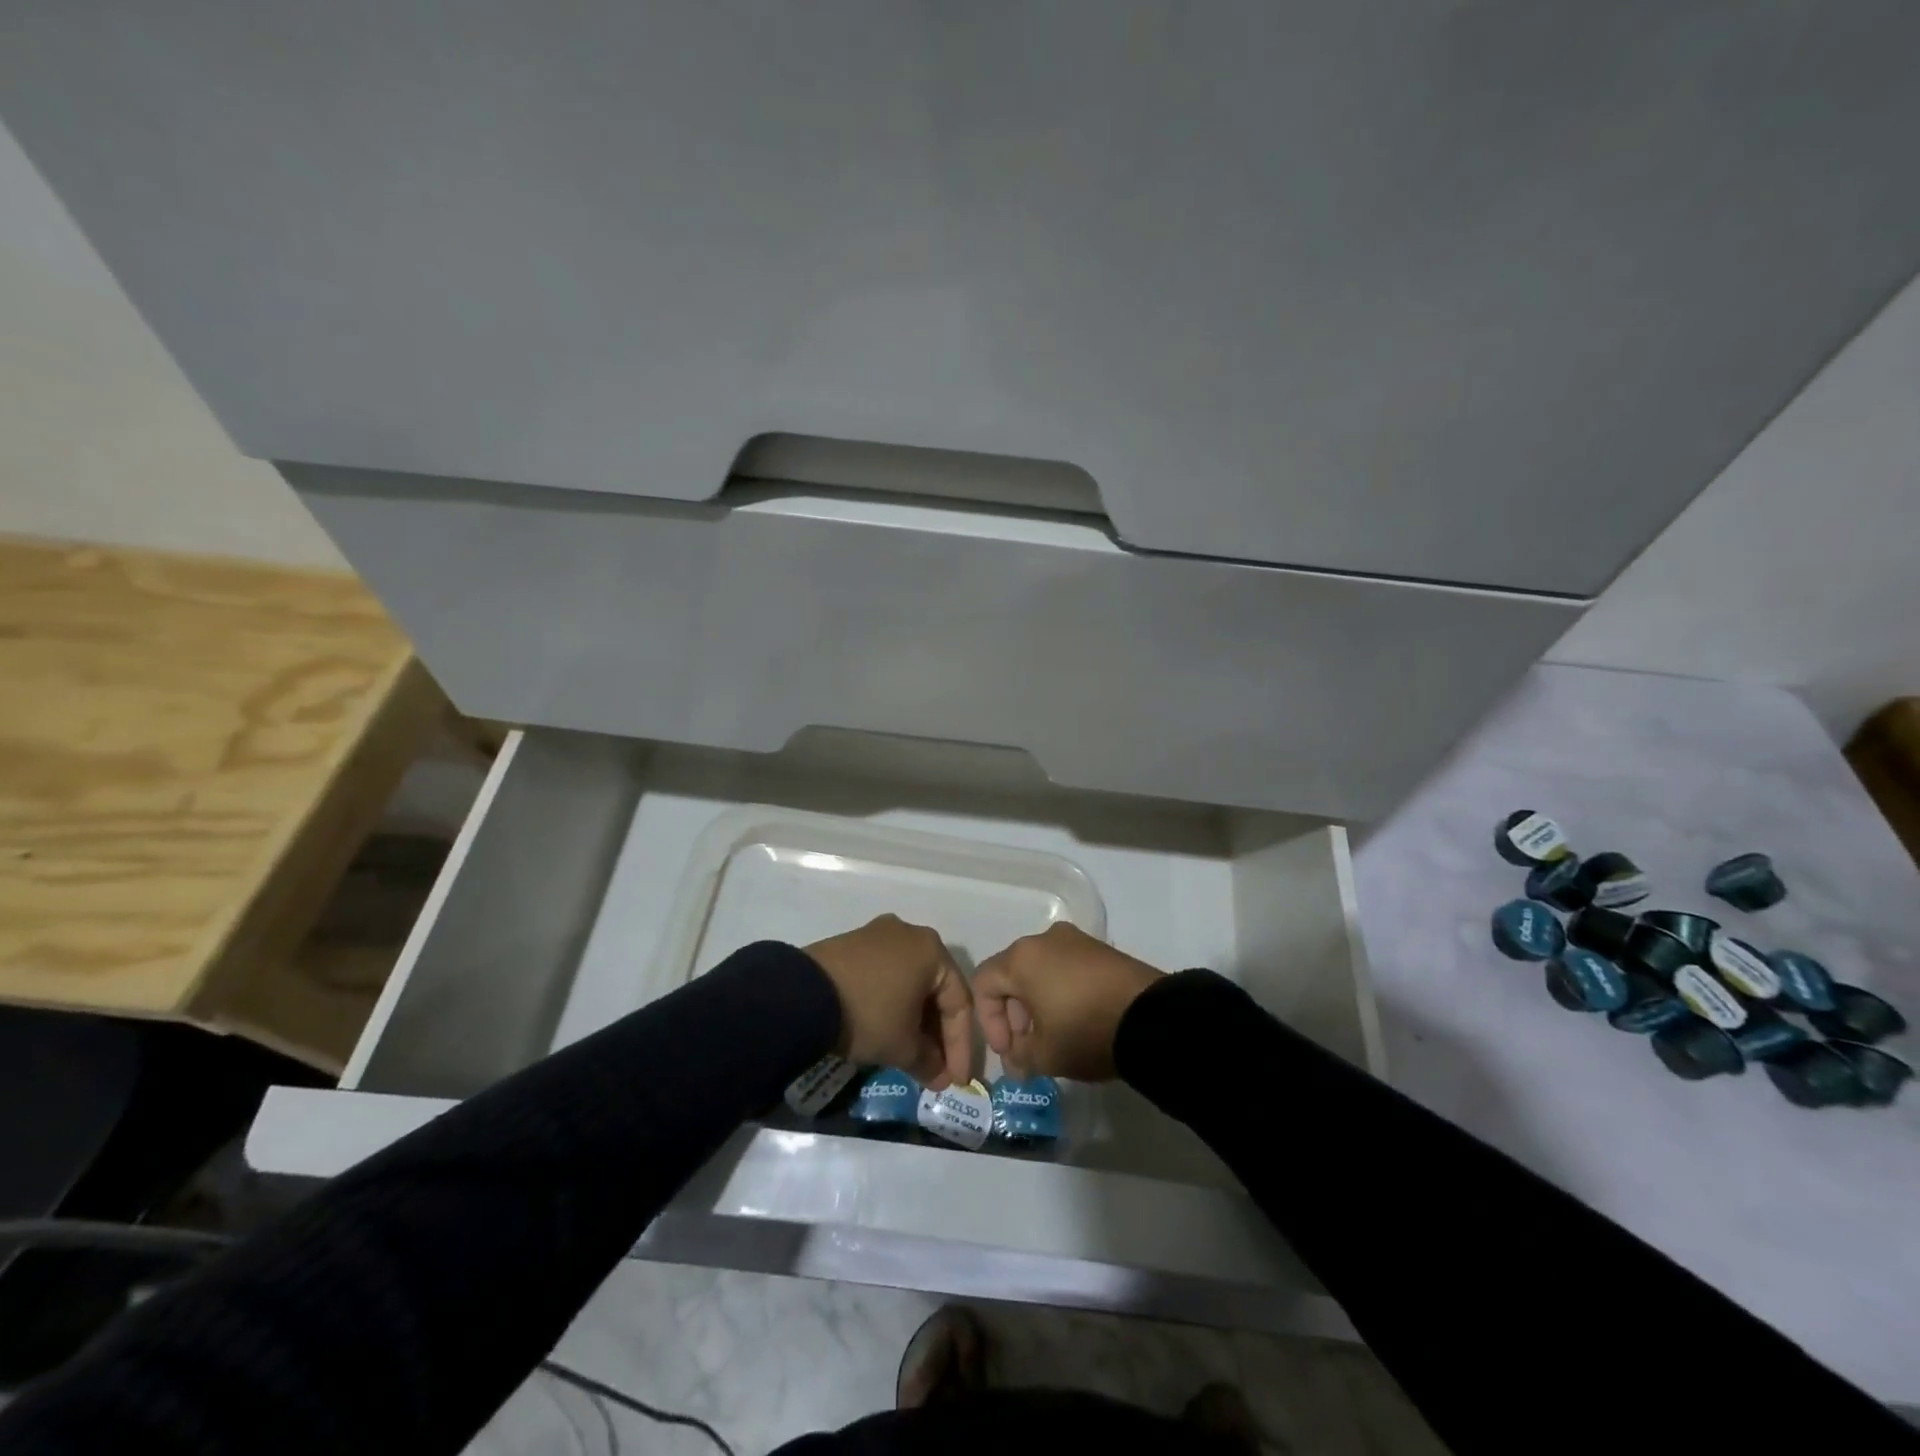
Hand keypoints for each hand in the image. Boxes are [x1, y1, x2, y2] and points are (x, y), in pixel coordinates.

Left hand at [805, 915, 974, 1088]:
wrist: (803, 994)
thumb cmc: (868, 1014)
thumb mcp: (903, 1046)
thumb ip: (929, 1062)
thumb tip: (938, 1076)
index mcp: (933, 949)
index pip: (960, 1002)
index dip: (961, 1046)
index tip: (957, 1080)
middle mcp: (910, 933)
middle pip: (935, 989)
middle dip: (938, 1033)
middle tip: (936, 1068)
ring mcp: (879, 934)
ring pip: (910, 981)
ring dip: (915, 1019)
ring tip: (912, 1054)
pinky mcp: (853, 943)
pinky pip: (886, 975)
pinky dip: (892, 1003)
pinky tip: (887, 1029)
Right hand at [973, 923, 1163, 1081]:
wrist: (1150, 1017)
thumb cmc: (1085, 1031)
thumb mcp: (1045, 1055)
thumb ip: (1020, 1058)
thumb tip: (1016, 1060)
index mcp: (1021, 958)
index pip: (984, 983)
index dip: (989, 1021)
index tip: (1008, 1052)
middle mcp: (1044, 939)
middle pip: (1012, 975)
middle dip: (1014, 1016)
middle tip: (1028, 1049)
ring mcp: (1076, 940)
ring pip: (1040, 971)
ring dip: (1037, 1005)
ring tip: (1053, 1039)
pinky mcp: (1101, 949)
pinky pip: (1066, 968)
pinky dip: (1062, 993)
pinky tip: (1076, 1022)